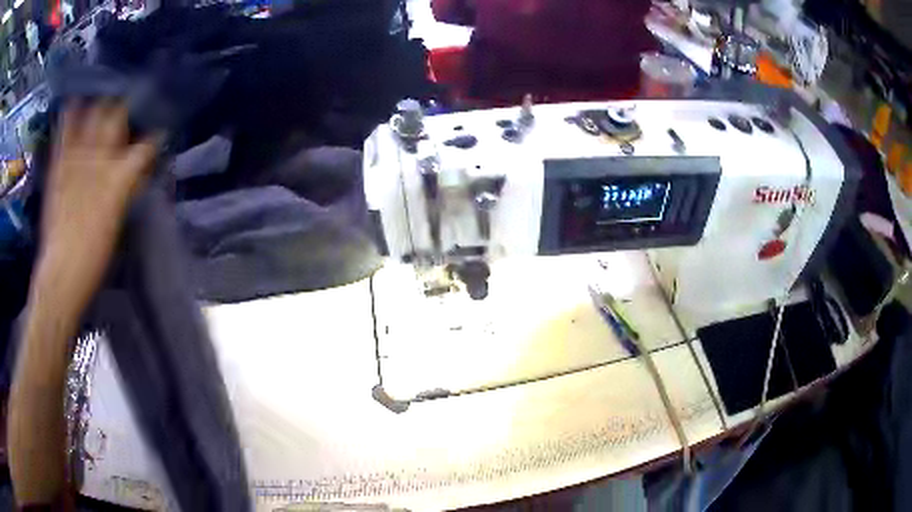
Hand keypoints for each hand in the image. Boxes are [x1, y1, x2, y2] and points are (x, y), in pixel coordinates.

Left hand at [39, 101, 158, 308]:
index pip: (145, 146)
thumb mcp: (117, 223)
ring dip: (98, 103)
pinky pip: (64, 132)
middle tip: (129, 103)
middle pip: (117, 118)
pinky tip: (73, 101)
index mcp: (118, 178)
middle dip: (125, 107)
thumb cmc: (94, 257)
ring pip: (91, 115)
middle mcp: (99, 159)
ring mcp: (76, 158)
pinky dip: (68, 115)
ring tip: (104, 91)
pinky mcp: (58, 165)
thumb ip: (127, 190)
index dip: (154, 136)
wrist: (62, 274)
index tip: (160, 129)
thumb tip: (138, 171)